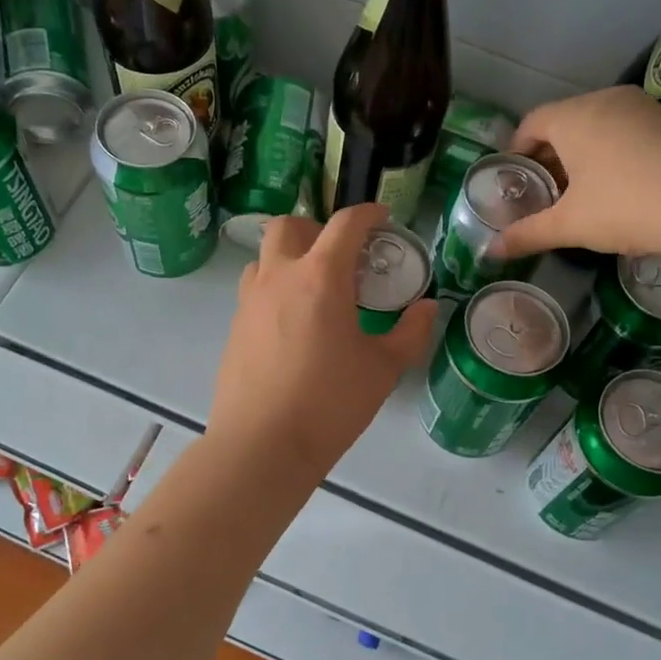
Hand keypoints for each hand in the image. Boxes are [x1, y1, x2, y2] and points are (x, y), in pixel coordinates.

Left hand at [208, 203, 437, 480]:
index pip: (345, 224)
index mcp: (321, 277)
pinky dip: (275, 289)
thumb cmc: (330, 403)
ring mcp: (250, 301)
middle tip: (340, 255)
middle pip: (289, 225)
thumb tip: (426, 308)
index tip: (382, 218)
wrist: (262, 445)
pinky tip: (293, 325)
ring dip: (290, 257)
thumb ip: (410, 332)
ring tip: (314, 289)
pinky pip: (254, 290)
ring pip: (265, 256)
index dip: (367, 214)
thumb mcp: (383, 369)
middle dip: (316, 228)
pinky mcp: (235, 328)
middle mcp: (279, 277)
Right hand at [493, 85, 660, 264]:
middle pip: (564, 123)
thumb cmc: (628, 205)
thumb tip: (491, 252)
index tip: (512, 181)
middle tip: (542, 195)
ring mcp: (644, 109)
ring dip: (580, 157)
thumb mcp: (571, 225)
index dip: (516, 151)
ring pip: (597, 127)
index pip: (531, 123)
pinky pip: (626, 133)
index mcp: (574, 116)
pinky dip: (611, 155)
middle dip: (548, 158)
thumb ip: (528, 234)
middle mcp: (607, 100)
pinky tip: (617, 191)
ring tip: (578, 197)